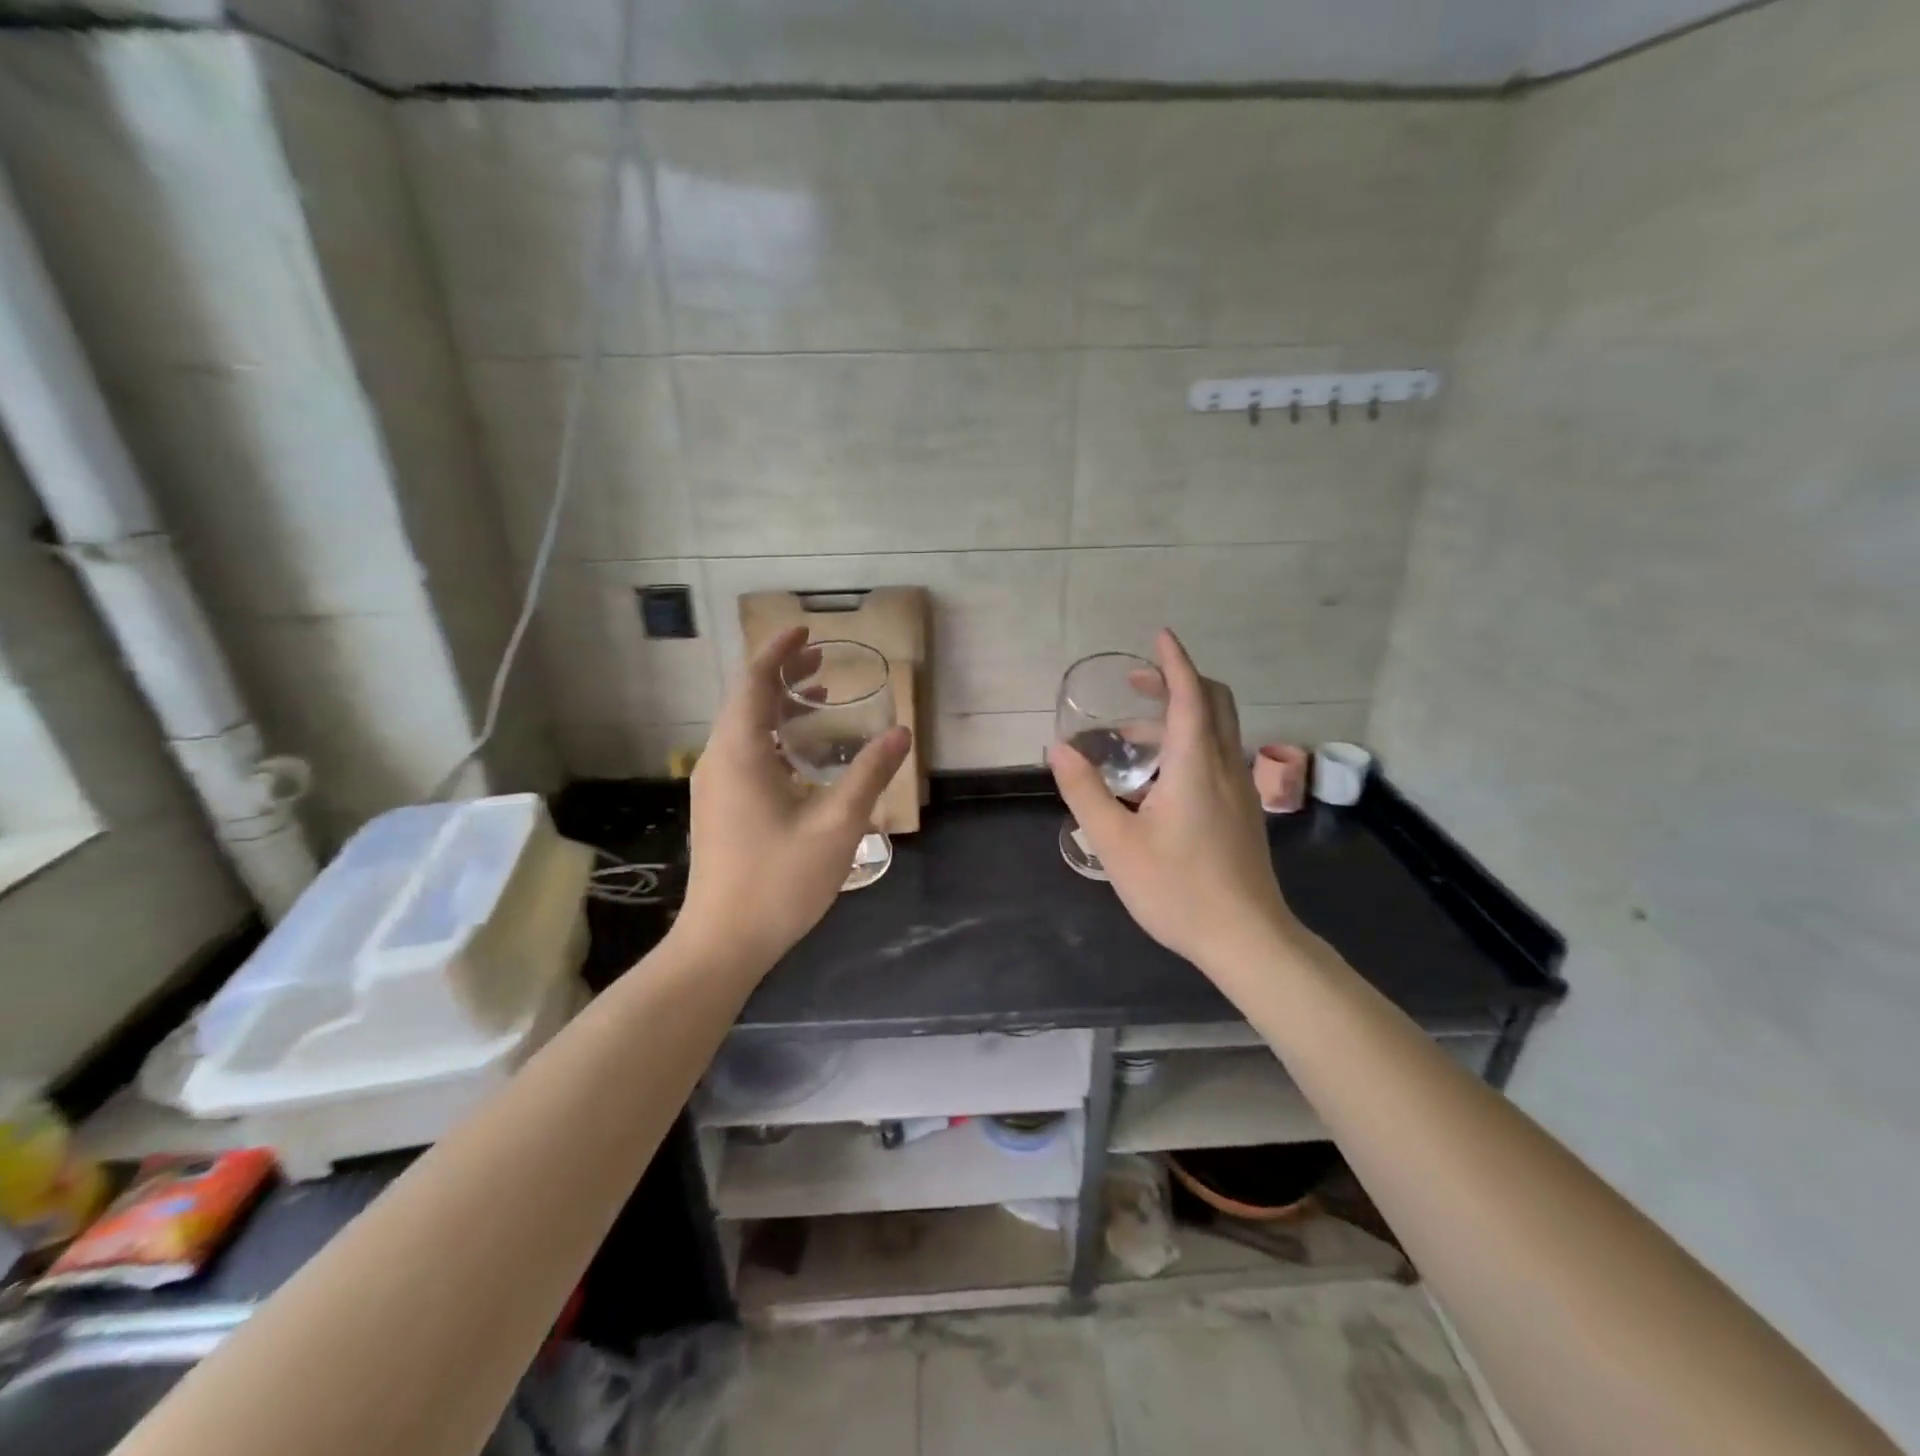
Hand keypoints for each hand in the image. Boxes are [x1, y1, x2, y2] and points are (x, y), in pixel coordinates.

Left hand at [680, 627, 911, 967]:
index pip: (754, 681)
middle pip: (747, 700)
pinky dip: (773, 737)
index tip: (806, 628)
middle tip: (823, 659)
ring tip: (819, 698)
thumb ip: (869, 774)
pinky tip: (803, 755)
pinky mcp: (719, 808)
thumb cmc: (779, 881)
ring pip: (745, 728)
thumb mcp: (837, 825)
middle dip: (783, 674)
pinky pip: (744, 753)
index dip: (778, 650)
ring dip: (779, 708)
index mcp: (739, 752)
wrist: (722, 943)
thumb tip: (901, 733)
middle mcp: (718, 760)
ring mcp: (714, 786)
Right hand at [1048, 629, 1293, 975]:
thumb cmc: (1178, 890)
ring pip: (1217, 732)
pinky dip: (1190, 744)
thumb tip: (1058, 750)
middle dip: (1179, 681)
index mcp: (1196, 766)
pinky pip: (1218, 758)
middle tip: (1138, 683)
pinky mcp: (1243, 813)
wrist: (1247, 938)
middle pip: (1214, 703)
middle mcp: (1225, 768)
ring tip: (1131, 736)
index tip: (1159, 636)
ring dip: (1180, 717)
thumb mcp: (1117, 843)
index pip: (1190, 696)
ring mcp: (1240, 791)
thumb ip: (1086, 792)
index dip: (1174, 662)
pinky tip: (1159, 779)